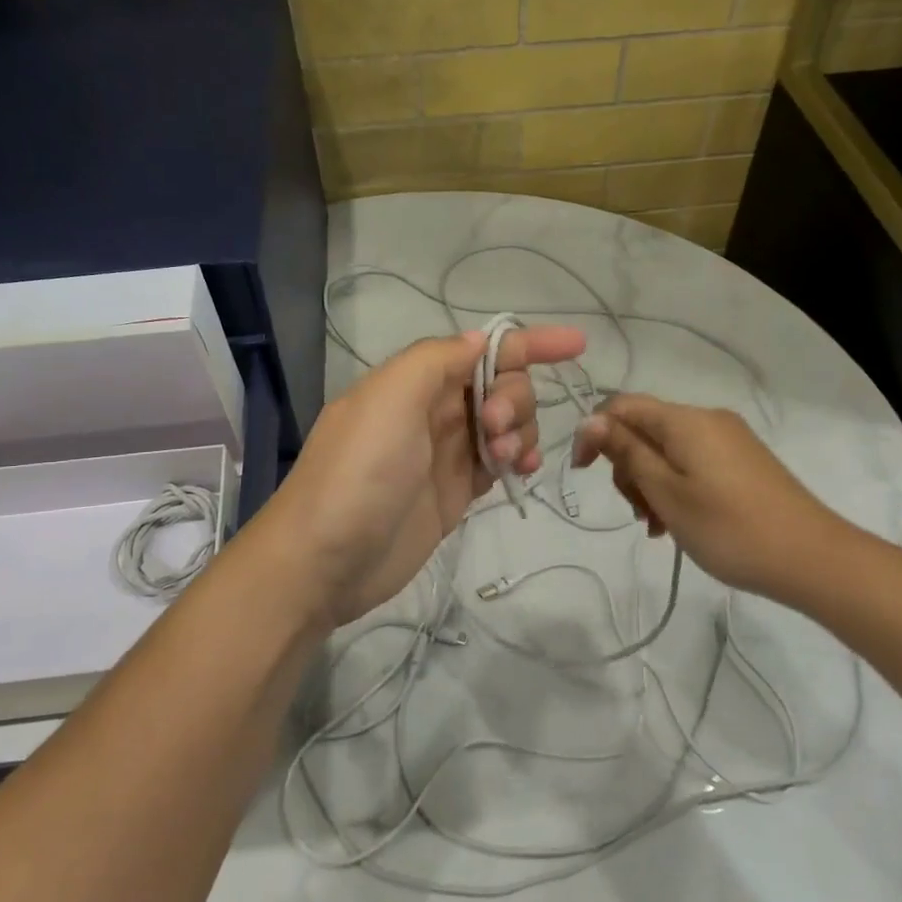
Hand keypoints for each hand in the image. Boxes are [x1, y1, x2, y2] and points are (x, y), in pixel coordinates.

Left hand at [260, 325, 585, 628]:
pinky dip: (518, 458)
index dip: (528, 343)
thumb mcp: (390, 398)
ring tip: (505, 458)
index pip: (480, 349)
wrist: (325, 561)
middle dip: (513, 397)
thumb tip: (480, 341)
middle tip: (494, 428)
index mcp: (413, 380)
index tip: (576, 345)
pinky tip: (523, 470)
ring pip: (506, 423)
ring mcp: (445, 453)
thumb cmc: (359, 472)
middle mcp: (431, 410)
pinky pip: (500, 462)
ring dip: (520, 430)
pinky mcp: (455, 492)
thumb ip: (438, 360)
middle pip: (499, 385)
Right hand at [570, 394, 851, 600]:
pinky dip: (675, 487)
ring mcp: (728, 439)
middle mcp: (707, 419)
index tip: (582, 474)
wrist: (812, 558)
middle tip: (637, 512)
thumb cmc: (728, 528)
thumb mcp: (666, 492)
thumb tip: (590, 419)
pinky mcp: (742, 461)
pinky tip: (678, 523)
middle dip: (627, 466)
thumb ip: (626, 452)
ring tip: (658, 527)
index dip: (594, 434)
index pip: (620, 406)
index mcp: (685, 420)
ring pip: (667, 450)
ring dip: (650, 483)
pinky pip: (692, 463)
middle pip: (644, 429)